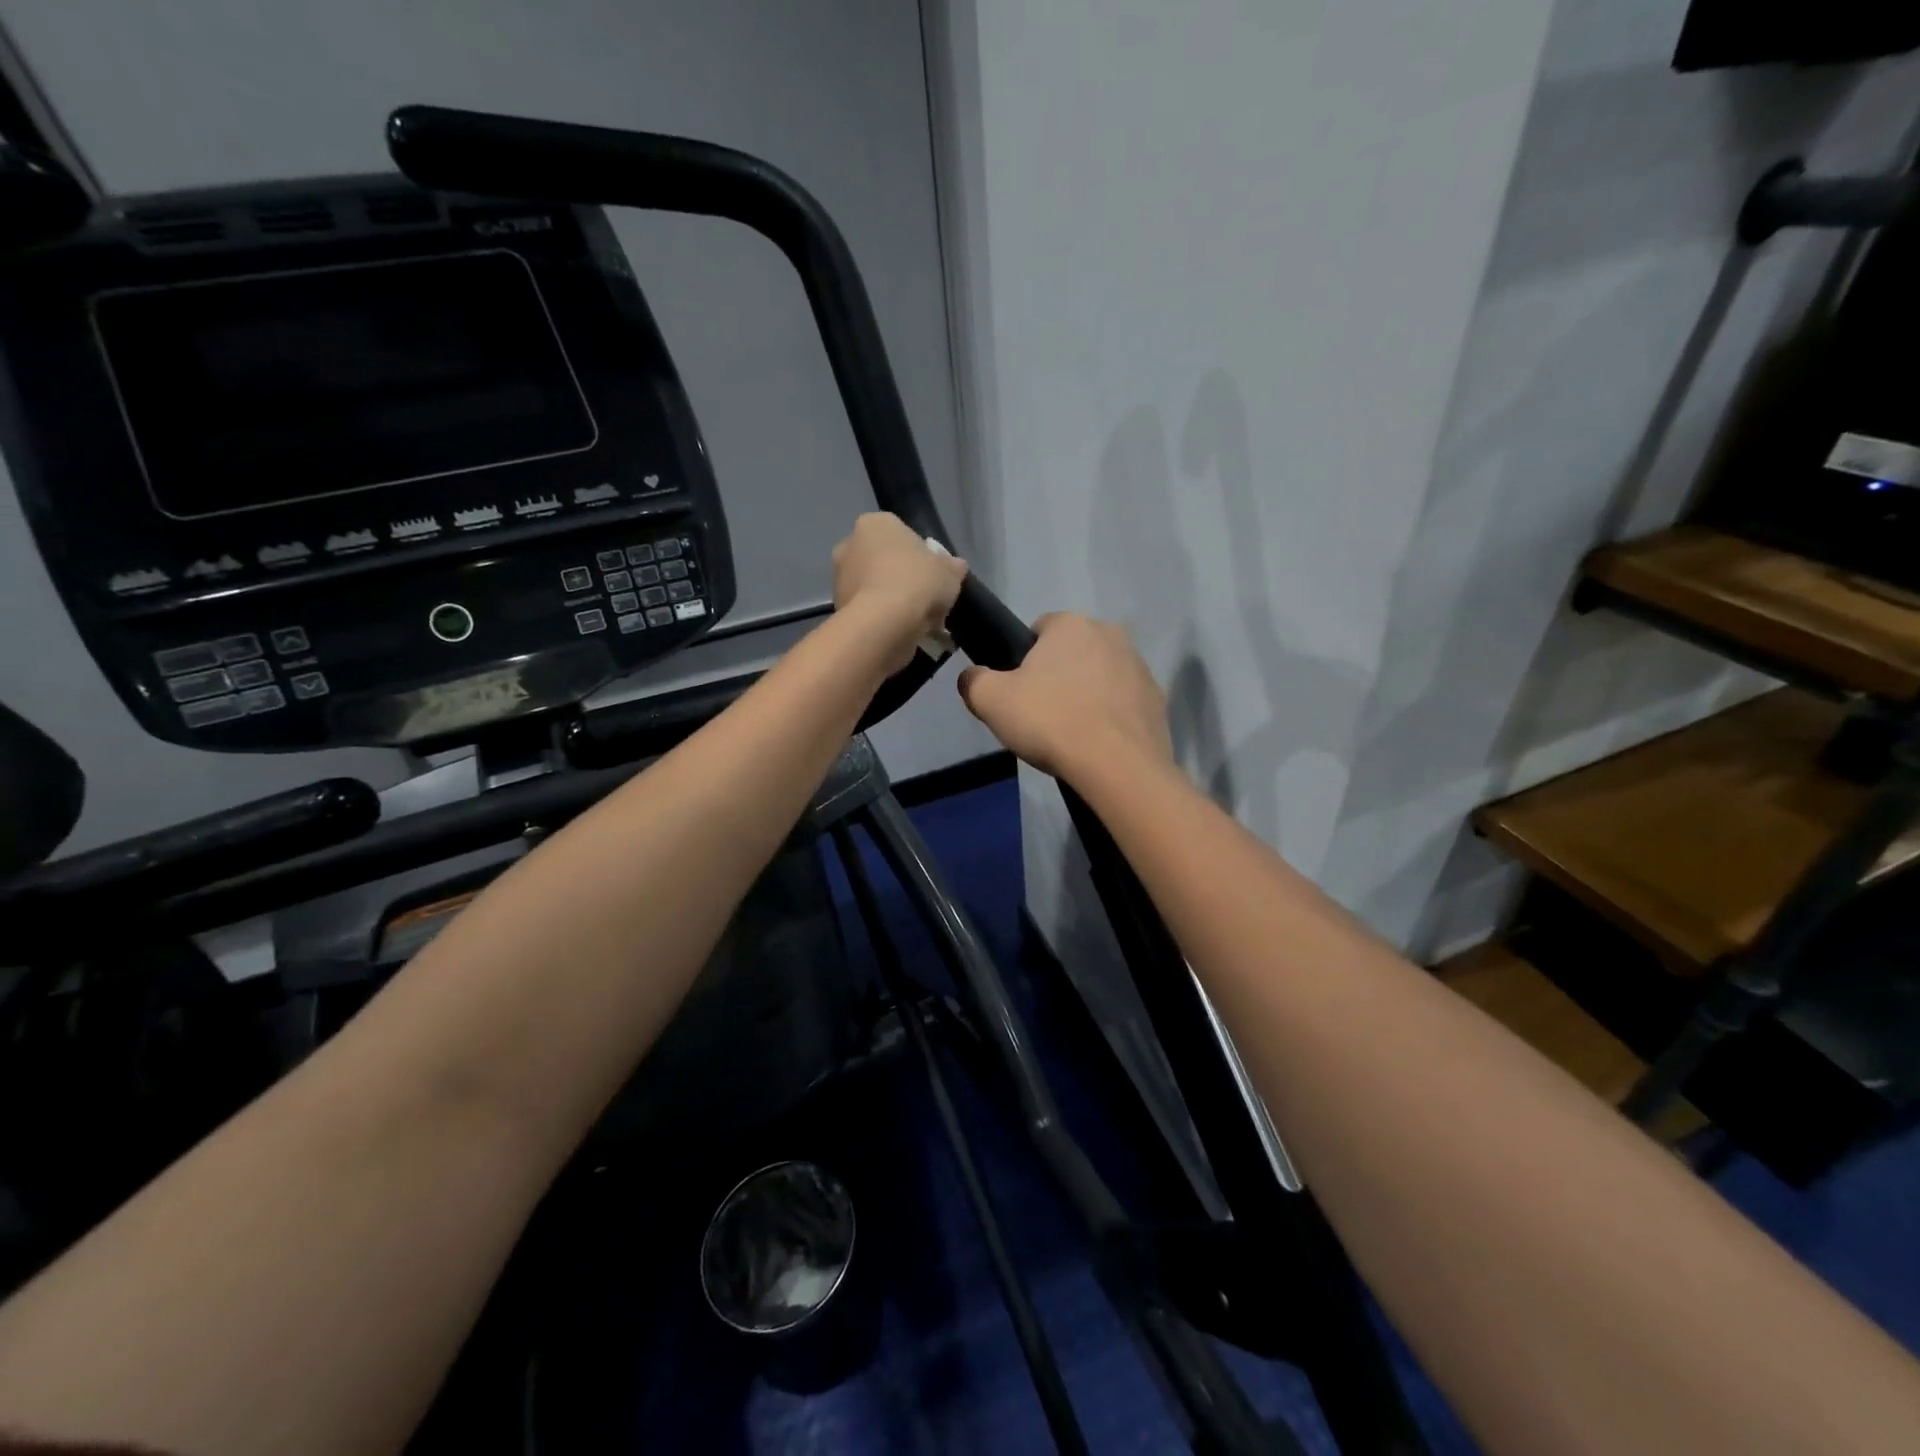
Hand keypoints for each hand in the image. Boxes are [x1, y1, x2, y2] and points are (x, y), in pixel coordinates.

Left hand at [832, 512, 968, 672]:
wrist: (883, 624)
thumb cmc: (917, 584)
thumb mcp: (949, 572)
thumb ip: (953, 567)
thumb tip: (956, 566)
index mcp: (875, 523)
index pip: (901, 534)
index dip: (920, 555)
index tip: (932, 576)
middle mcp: (849, 544)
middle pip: (884, 561)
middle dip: (901, 578)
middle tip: (925, 599)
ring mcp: (838, 578)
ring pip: (873, 587)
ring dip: (891, 600)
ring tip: (916, 621)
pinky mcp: (837, 608)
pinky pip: (867, 610)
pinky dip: (881, 619)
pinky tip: (900, 632)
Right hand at [958, 613, 1171, 778]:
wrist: (1116, 765)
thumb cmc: (1050, 721)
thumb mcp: (990, 701)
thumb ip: (973, 681)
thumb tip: (972, 677)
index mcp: (1071, 624)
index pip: (1038, 629)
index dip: (1023, 660)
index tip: (1019, 692)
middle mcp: (1110, 633)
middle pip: (1072, 652)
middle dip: (1058, 676)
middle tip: (1041, 714)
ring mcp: (1140, 666)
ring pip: (1100, 675)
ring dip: (1087, 694)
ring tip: (1071, 732)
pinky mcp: (1157, 699)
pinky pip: (1123, 702)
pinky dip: (1111, 716)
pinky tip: (1098, 743)